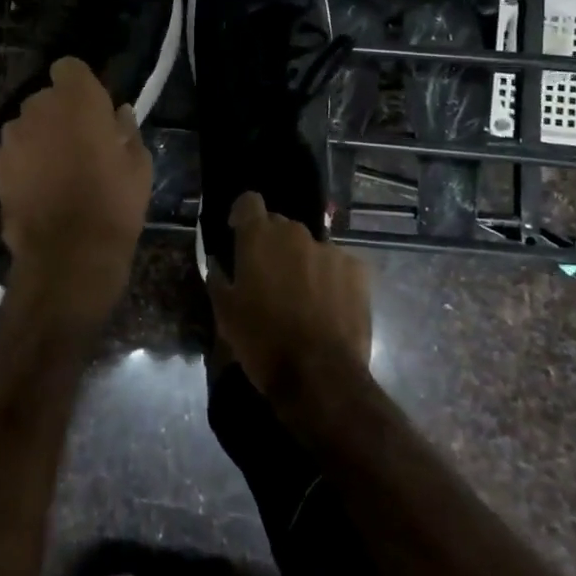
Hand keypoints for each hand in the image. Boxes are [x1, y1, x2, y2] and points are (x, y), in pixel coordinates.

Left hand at [0, 57, 151, 334]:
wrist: (69, 255)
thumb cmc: (114, 204)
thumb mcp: (138, 165)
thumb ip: (125, 129)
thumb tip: (117, 114)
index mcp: (77, 99)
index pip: (68, 66)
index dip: (79, 85)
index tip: (91, 107)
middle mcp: (38, 107)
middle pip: (45, 98)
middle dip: (58, 113)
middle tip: (77, 143)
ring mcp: (11, 136)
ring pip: (25, 124)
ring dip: (38, 137)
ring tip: (54, 169)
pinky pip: (10, 152)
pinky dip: (21, 162)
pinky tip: (35, 188)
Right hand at [207, 192, 371, 407]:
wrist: (319, 375)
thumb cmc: (262, 341)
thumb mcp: (224, 313)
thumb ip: (219, 278)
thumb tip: (219, 264)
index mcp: (259, 237)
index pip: (249, 201)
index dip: (243, 215)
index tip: (239, 235)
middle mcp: (295, 233)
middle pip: (280, 225)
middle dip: (272, 244)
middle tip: (269, 276)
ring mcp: (330, 250)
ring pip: (309, 247)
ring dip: (302, 262)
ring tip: (302, 297)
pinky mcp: (357, 270)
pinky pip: (337, 265)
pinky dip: (330, 278)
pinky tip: (329, 306)